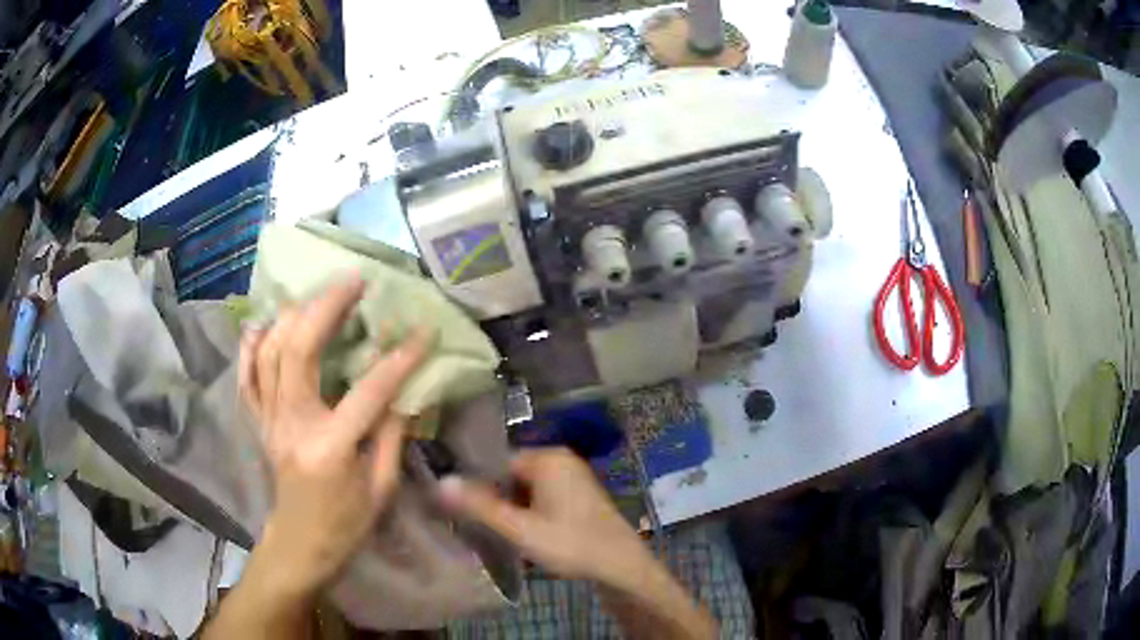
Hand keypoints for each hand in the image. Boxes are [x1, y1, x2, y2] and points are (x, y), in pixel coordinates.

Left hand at [238, 277, 429, 596]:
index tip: (423, 330)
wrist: (301, 543)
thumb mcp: (381, 487)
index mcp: (330, 447)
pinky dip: (250, 346)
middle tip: (354, 282)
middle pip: (299, 350)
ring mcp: (269, 420)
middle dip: (327, 307)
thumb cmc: (347, 524)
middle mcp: (292, 424)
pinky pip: (246, 376)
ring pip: (269, 352)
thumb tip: (404, 387)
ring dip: (292, 315)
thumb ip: (391, 434)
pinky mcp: (259, 421)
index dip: (399, 358)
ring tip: (318, 295)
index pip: (368, 391)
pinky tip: (262, 323)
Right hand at [437, 447, 654, 588]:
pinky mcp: (578, 496)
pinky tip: (520, 536)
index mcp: (548, 458)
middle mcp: (561, 460)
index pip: (496, 461)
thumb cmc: (571, 544)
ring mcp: (572, 478)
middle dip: (494, 499)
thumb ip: (480, 506)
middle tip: (475, 525)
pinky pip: (541, 498)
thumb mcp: (521, 529)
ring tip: (494, 533)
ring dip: (511, 510)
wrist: (623, 567)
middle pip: (510, 476)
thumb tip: (441, 481)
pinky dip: (528, 514)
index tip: (457, 507)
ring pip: (525, 490)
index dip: (476, 485)